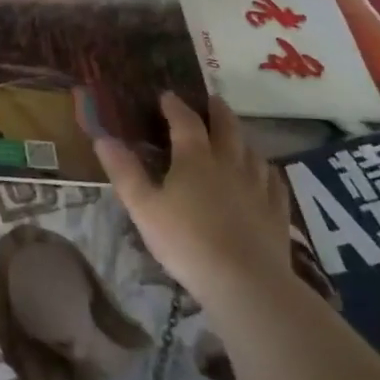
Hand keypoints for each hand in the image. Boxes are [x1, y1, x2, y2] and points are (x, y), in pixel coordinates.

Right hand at [95, 93, 292, 303]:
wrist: (245, 283)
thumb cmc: (186, 242)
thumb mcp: (144, 208)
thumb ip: (124, 171)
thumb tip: (103, 138)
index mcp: (195, 158)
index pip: (185, 121)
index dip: (175, 106)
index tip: (167, 96)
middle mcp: (229, 163)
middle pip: (226, 127)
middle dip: (217, 111)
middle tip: (211, 100)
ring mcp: (257, 187)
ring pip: (252, 151)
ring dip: (242, 138)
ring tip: (235, 137)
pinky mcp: (277, 212)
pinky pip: (274, 181)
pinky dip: (267, 170)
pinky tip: (265, 173)